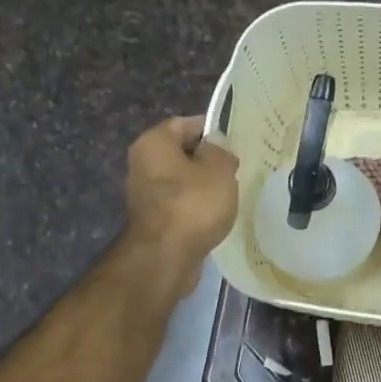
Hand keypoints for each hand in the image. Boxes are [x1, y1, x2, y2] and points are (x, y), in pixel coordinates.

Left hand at [122, 115, 239, 292]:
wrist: (165, 257)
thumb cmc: (192, 205)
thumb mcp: (219, 170)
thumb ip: (222, 152)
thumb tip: (217, 151)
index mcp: (153, 142)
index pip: (185, 123)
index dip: (211, 129)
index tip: (235, 141)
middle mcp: (142, 163)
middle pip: (181, 152)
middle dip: (208, 159)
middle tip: (237, 167)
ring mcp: (145, 194)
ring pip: (181, 180)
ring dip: (203, 185)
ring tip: (231, 191)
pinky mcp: (153, 220)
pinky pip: (179, 203)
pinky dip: (196, 206)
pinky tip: (216, 214)